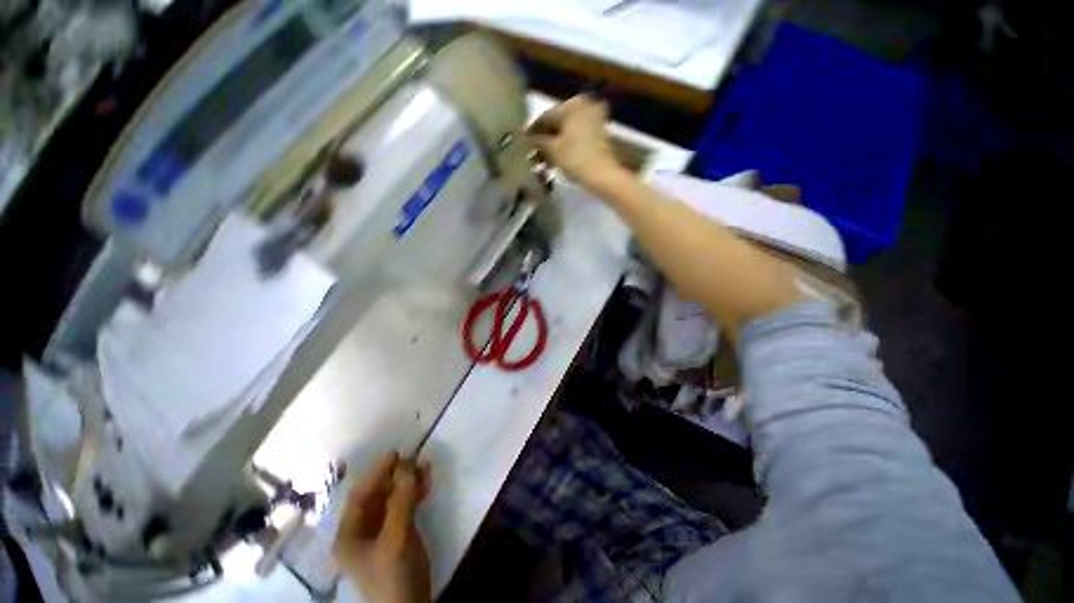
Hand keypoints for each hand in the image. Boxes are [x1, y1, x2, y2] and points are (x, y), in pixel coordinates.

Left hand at [332, 451, 431, 602]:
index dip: (376, 472)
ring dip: (408, 482)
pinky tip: (427, 483)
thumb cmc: (394, 574)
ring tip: (425, 467)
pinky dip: (415, 494)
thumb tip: (408, 465)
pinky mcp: (397, 535)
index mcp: (349, 534)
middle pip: (377, 495)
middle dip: (396, 476)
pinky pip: (404, 507)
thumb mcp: (396, 537)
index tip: (395, 453)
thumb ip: (401, 501)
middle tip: (414, 458)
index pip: (360, 495)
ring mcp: (380, 533)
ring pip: (393, 499)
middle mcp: (361, 531)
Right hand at [529, 95, 624, 189]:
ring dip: (554, 145)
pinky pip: (577, 136)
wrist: (603, 175)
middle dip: (544, 140)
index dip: (532, 132)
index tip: (523, 145)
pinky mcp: (599, 133)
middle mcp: (584, 105)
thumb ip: (537, 141)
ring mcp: (594, 118)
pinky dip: (566, 146)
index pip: (545, 117)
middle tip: (533, 155)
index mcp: (571, 104)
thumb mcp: (552, 150)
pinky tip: (557, 160)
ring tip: (544, 162)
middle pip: (557, 123)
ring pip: (567, 130)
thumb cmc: (575, 159)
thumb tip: (525, 138)